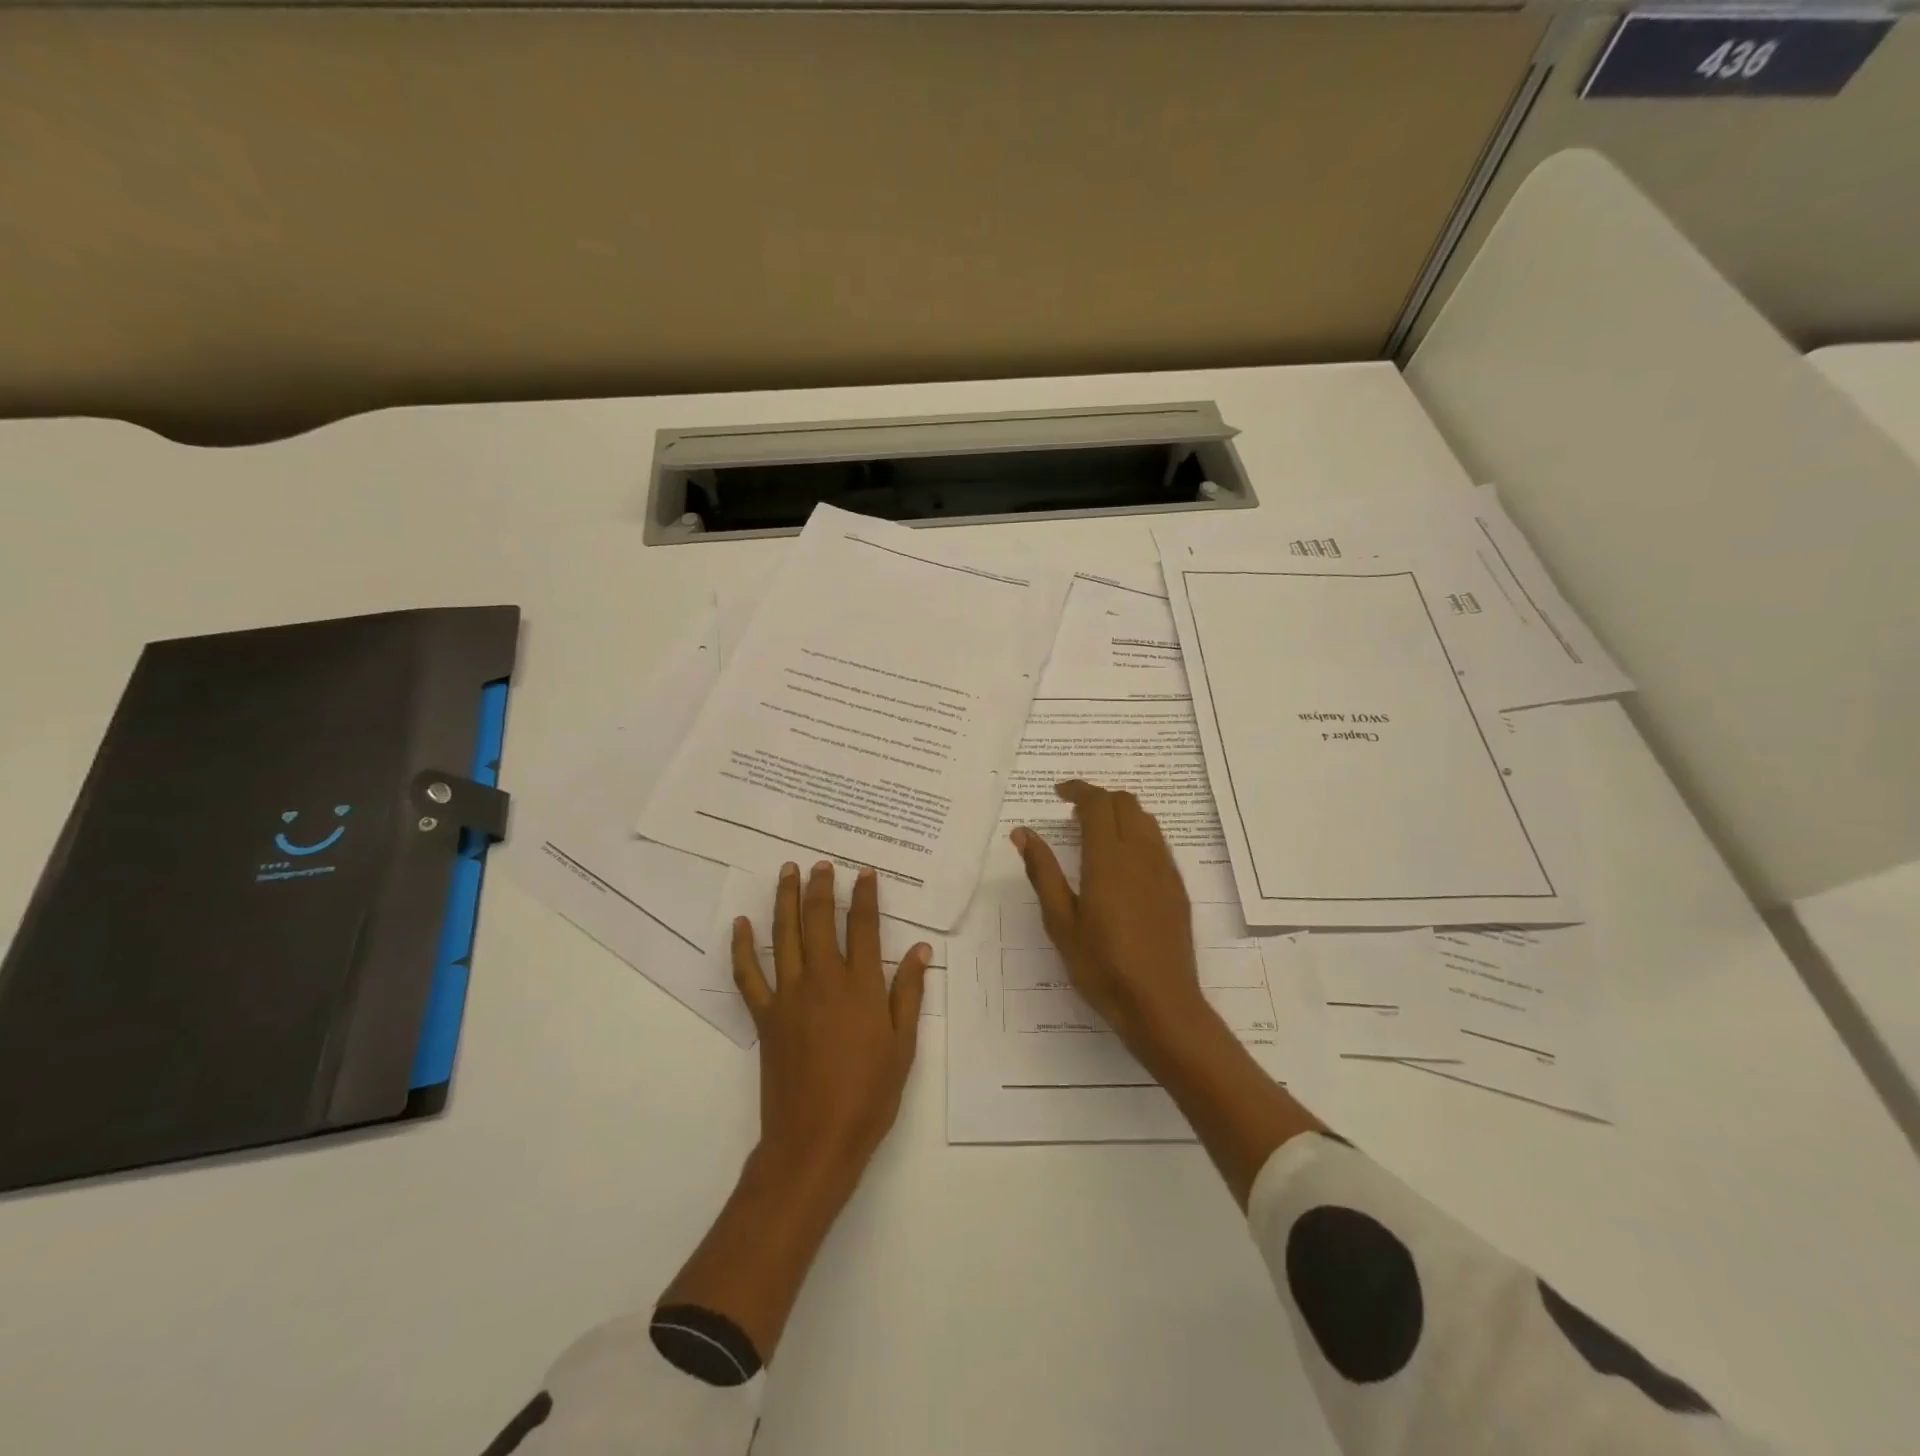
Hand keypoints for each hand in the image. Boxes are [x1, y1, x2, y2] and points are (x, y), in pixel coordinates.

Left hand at [731, 860, 931, 1198]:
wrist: (815, 1141)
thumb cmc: (869, 1095)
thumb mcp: (903, 1046)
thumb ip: (910, 993)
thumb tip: (921, 950)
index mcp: (861, 986)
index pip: (864, 927)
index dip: (865, 896)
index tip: (864, 872)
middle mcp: (823, 980)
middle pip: (820, 920)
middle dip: (822, 887)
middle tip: (822, 863)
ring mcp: (788, 996)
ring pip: (784, 935)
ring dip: (785, 900)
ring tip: (788, 872)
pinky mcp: (764, 1017)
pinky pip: (748, 975)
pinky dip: (741, 948)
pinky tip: (740, 925)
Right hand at [1011, 779, 1212, 1061]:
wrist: (1161, 1004)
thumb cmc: (1102, 966)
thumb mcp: (1060, 922)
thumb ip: (1043, 872)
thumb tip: (1023, 833)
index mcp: (1108, 858)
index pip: (1097, 804)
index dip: (1078, 790)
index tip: (1059, 793)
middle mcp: (1141, 854)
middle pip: (1125, 803)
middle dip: (1098, 798)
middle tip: (1073, 814)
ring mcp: (1164, 870)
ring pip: (1145, 819)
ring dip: (1120, 813)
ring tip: (1096, 832)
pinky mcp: (1177, 888)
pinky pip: (1158, 843)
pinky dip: (1137, 833)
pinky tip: (1122, 862)